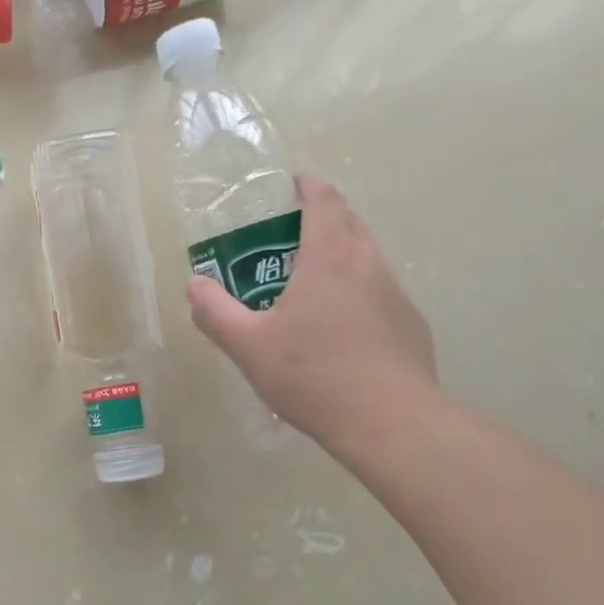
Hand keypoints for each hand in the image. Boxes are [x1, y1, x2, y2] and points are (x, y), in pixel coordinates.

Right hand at [186, 173, 437, 460]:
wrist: (390, 421)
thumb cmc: (313, 374)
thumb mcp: (249, 347)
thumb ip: (216, 313)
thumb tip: (194, 285)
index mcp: (329, 257)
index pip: (324, 200)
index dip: (307, 186)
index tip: (291, 183)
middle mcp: (368, 264)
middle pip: (349, 222)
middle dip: (322, 218)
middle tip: (288, 237)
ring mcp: (395, 293)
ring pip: (366, 257)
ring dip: (339, 256)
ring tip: (309, 285)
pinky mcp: (409, 324)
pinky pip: (378, 292)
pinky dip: (356, 292)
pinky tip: (338, 330)